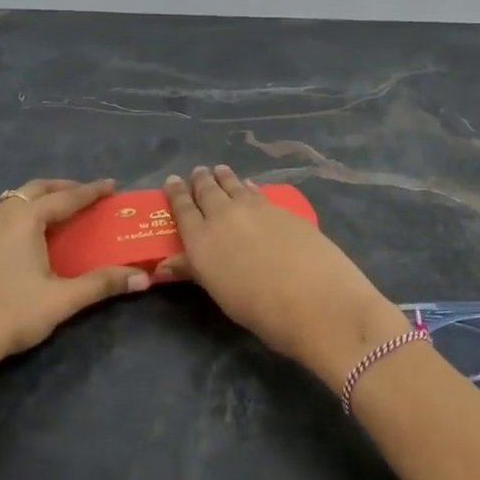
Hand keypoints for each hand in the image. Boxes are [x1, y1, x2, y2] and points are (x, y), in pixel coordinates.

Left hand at [0, 178, 147, 379]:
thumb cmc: (10, 314)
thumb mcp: (62, 299)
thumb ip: (102, 284)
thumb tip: (144, 278)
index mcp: (24, 218)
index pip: (66, 197)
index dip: (91, 191)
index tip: (113, 186)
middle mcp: (1, 214)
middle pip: (37, 189)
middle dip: (65, 188)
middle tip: (89, 196)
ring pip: (17, 199)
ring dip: (42, 199)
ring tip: (64, 211)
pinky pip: (5, 214)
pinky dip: (26, 212)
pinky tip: (33, 234)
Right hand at [155, 166, 405, 383]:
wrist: (314, 299)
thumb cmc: (258, 308)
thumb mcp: (219, 292)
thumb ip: (194, 270)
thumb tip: (164, 265)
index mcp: (201, 238)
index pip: (183, 208)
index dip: (176, 193)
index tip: (172, 180)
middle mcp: (224, 215)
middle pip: (208, 191)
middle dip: (201, 180)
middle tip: (199, 172)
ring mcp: (256, 208)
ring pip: (234, 186)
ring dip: (225, 178)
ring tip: (220, 170)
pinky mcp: (283, 209)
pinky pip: (258, 193)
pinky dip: (250, 188)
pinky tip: (251, 187)